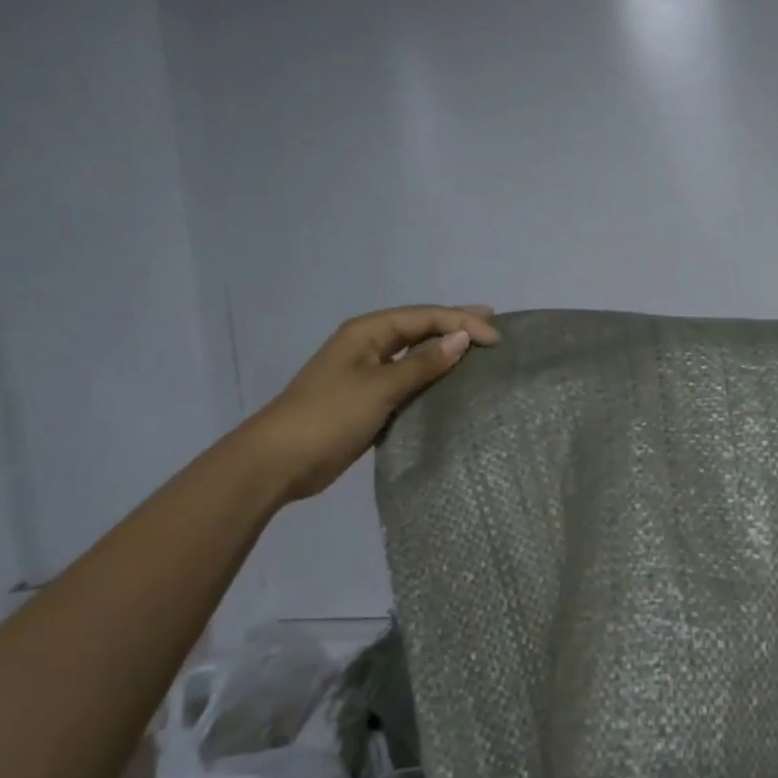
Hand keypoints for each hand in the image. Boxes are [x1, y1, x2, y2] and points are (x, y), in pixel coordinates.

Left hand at [244, 304, 500, 501]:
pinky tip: (451, 382)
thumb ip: (423, 363)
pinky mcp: (368, 400)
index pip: (424, 317)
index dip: (462, 322)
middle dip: (455, 324)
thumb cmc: (331, 415)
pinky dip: (431, 376)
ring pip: (414, 353)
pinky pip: (408, 379)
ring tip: (478, 349)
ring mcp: (366, 373)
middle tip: (493, 324)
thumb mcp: (381, 386)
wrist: (280, 460)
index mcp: (367, 332)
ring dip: (444, 350)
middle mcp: (368, 345)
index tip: (497, 338)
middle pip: (419, 328)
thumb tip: (462, 338)